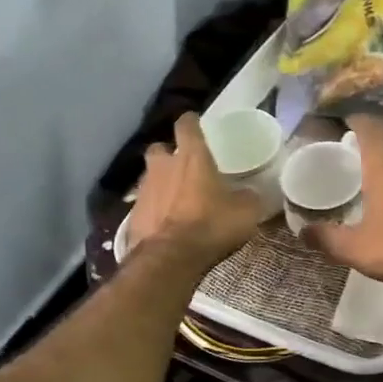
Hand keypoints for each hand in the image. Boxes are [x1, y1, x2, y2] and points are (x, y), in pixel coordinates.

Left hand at [125, 112, 262, 268]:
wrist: (169, 259)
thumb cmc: (210, 225)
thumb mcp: (245, 212)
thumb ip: (247, 197)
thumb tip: (250, 194)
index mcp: (192, 157)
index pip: (187, 125)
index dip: (191, 122)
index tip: (195, 122)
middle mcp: (163, 167)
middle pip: (160, 149)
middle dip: (168, 154)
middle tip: (182, 166)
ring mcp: (144, 190)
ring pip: (150, 177)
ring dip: (160, 183)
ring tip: (175, 198)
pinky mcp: (132, 216)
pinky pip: (144, 205)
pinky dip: (153, 210)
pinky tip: (164, 222)